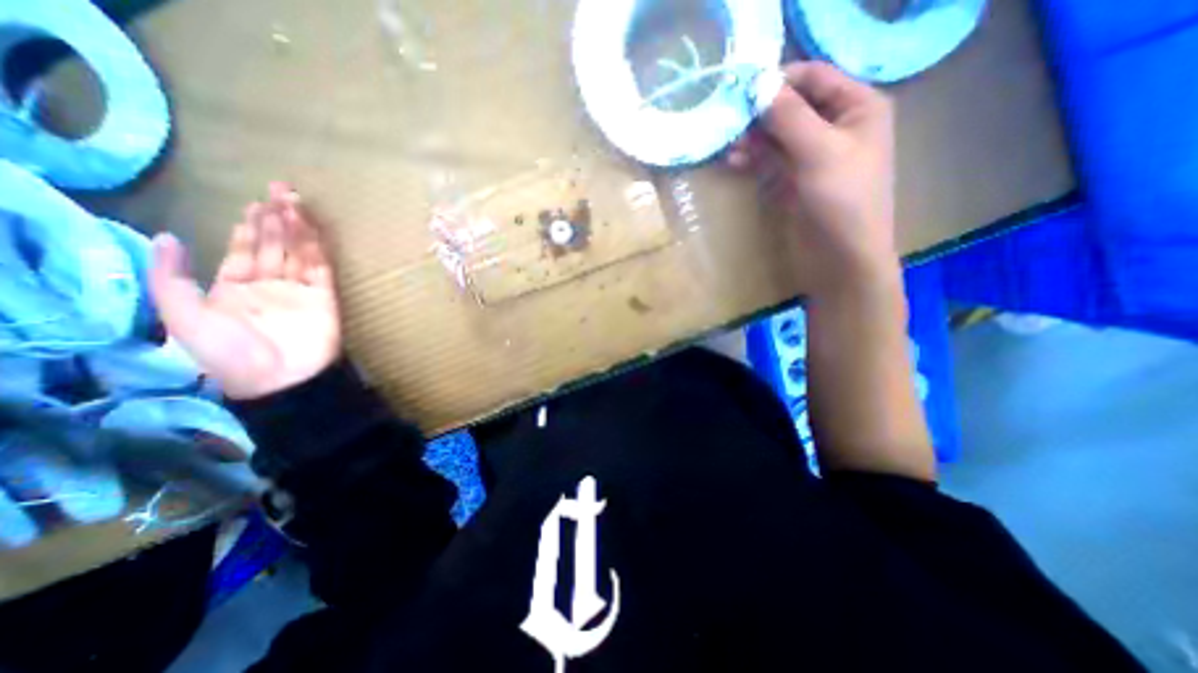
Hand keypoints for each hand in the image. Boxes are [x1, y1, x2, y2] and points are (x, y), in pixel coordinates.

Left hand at [149, 181, 340, 398]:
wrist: (278, 378)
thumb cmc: (228, 352)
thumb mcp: (182, 315)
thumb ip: (171, 277)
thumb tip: (167, 237)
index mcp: (235, 287)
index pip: (245, 250)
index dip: (249, 227)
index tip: (255, 204)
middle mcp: (269, 284)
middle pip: (274, 245)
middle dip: (276, 218)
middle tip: (279, 190)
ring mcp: (300, 290)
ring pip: (298, 252)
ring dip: (296, 227)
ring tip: (293, 201)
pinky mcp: (324, 297)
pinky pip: (320, 268)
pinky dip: (316, 248)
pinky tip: (310, 229)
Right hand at [729, 60, 896, 300]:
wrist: (841, 259)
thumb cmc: (842, 201)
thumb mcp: (819, 152)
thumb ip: (789, 117)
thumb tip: (758, 86)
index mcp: (857, 108)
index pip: (815, 77)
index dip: (780, 79)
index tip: (743, 89)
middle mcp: (836, 127)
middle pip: (793, 107)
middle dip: (761, 112)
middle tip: (730, 120)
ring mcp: (814, 157)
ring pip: (778, 135)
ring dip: (753, 137)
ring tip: (728, 145)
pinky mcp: (796, 182)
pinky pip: (772, 161)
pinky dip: (754, 159)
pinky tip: (734, 161)